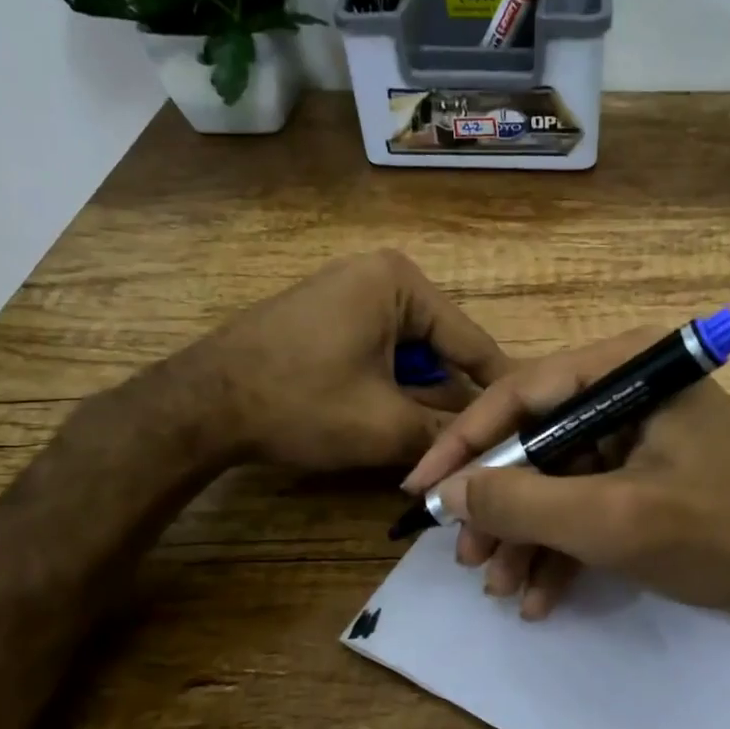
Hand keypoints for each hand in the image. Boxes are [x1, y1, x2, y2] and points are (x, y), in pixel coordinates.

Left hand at [178, 250, 509, 472]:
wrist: (199, 406)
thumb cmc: (300, 403)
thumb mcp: (385, 426)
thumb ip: (447, 436)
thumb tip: (489, 453)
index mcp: (400, 283)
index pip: (471, 341)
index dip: (500, 389)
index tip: (530, 423)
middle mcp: (377, 275)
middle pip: (440, 348)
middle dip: (452, 399)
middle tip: (475, 446)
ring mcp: (346, 292)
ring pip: (409, 355)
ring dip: (420, 398)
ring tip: (435, 443)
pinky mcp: (324, 316)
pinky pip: (378, 352)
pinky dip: (390, 388)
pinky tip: (391, 422)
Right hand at [401, 328, 729, 641]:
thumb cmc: (721, 534)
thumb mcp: (613, 520)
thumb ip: (523, 501)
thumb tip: (447, 492)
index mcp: (628, 370)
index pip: (522, 393)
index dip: (464, 443)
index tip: (420, 488)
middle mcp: (629, 392)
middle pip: (536, 441)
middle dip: (500, 506)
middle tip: (468, 557)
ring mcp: (637, 438)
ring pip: (556, 480)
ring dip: (526, 536)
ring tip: (500, 587)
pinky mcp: (645, 478)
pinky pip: (586, 505)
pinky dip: (562, 548)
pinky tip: (540, 596)